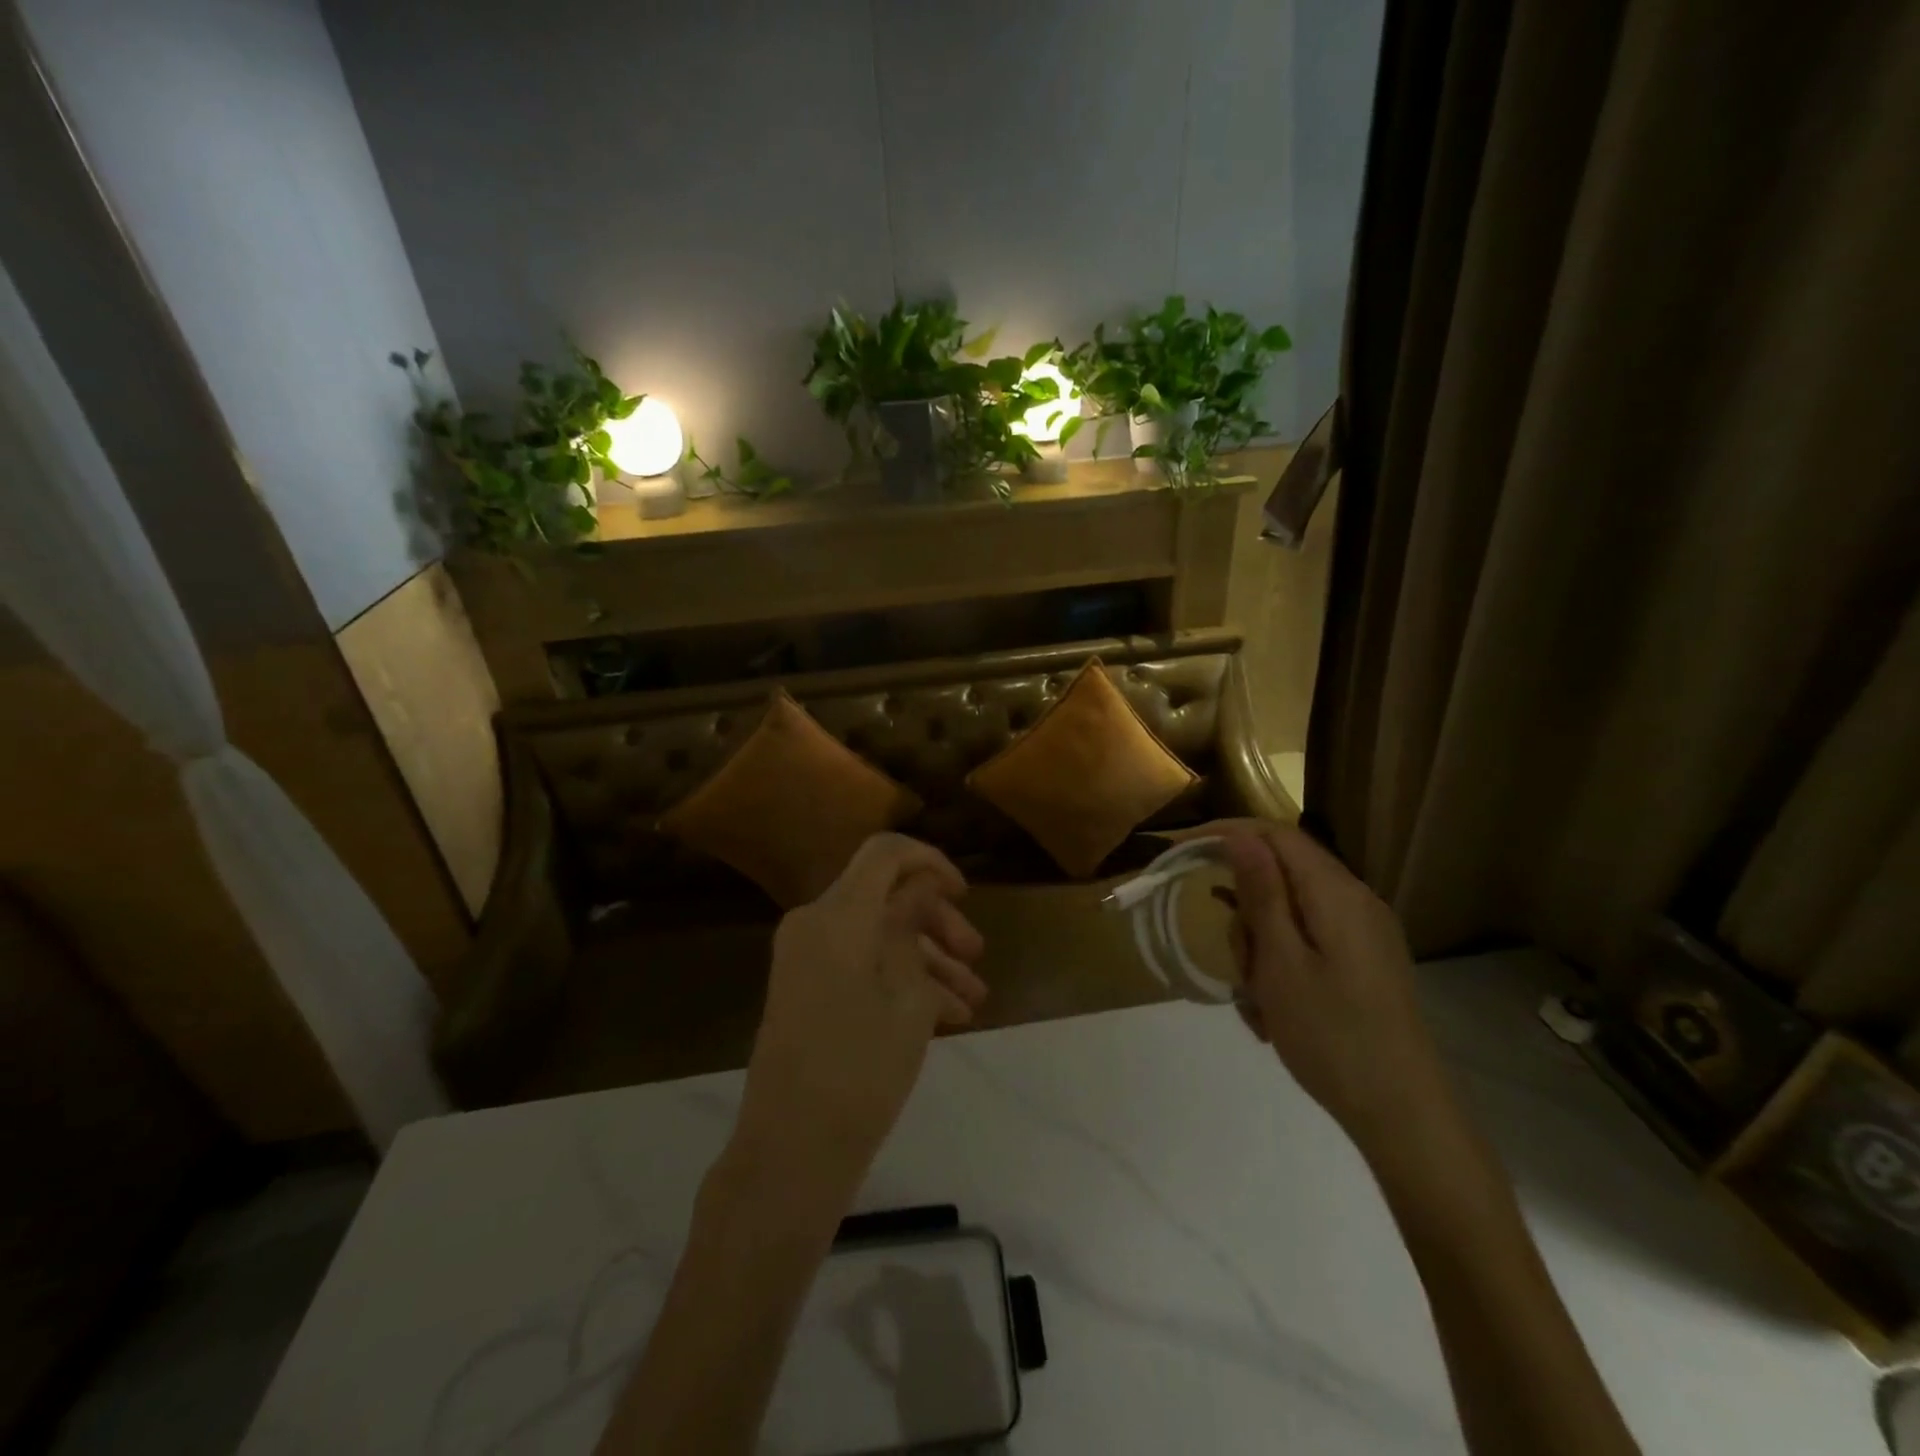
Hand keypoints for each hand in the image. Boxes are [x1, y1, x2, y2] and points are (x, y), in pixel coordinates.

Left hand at [727, 834, 986, 1208]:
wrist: (792, 1151)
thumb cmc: (862, 1069)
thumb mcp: (908, 994)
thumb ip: (913, 925)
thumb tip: (921, 885)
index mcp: (837, 914)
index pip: (885, 853)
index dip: (930, 861)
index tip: (963, 894)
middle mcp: (814, 923)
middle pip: (884, 895)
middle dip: (936, 920)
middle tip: (977, 954)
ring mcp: (806, 957)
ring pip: (876, 934)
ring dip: (926, 957)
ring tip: (974, 998)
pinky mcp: (805, 988)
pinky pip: (859, 964)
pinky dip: (899, 979)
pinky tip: (948, 1015)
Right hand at [1202, 820, 1452, 1158]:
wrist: (1404, 1115)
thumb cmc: (1331, 1036)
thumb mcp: (1280, 962)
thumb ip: (1261, 893)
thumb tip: (1239, 836)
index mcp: (1336, 894)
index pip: (1275, 835)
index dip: (1226, 833)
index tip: (1182, 849)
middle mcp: (1355, 901)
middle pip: (1282, 875)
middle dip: (1245, 911)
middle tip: (1237, 963)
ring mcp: (1364, 933)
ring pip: (1290, 913)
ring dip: (1260, 945)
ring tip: (1256, 1001)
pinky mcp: (1364, 962)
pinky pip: (1307, 942)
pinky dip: (1280, 964)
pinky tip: (1272, 1009)